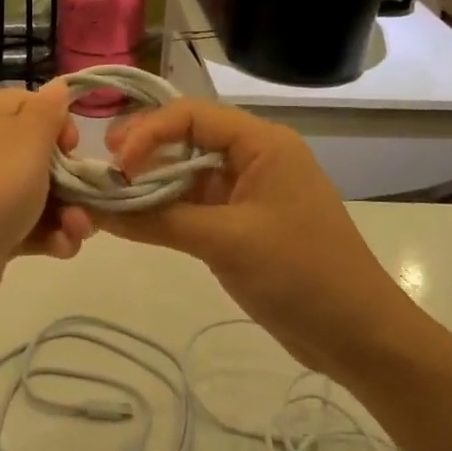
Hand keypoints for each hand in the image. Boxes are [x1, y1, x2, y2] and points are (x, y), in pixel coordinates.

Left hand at [0, 85, 93, 323]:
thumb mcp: (28, 139)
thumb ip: (48, 111)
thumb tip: (58, 85)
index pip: (34, 104)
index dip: (61, 124)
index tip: (72, 148)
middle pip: (44, 154)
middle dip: (73, 178)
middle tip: (86, 198)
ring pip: (43, 194)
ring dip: (70, 212)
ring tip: (76, 231)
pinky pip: (31, 226)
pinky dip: (51, 236)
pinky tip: (61, 249)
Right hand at [102, 98, 418, 377]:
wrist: (358, 336)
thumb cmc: (301, 274)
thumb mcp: (226, 241)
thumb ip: (158, 221)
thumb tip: (94, 210)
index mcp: (262, 144)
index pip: (191, 115)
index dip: (148, 131)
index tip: (116, 162)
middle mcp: (253, 157)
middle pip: (185, 138)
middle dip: (142, 152)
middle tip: (101, 170)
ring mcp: (245, 192)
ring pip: (185, 173)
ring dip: (148, 183)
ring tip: (107, 195)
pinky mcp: (239, 223)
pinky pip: (192, 205)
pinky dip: (162, 210)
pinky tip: (130, 219)